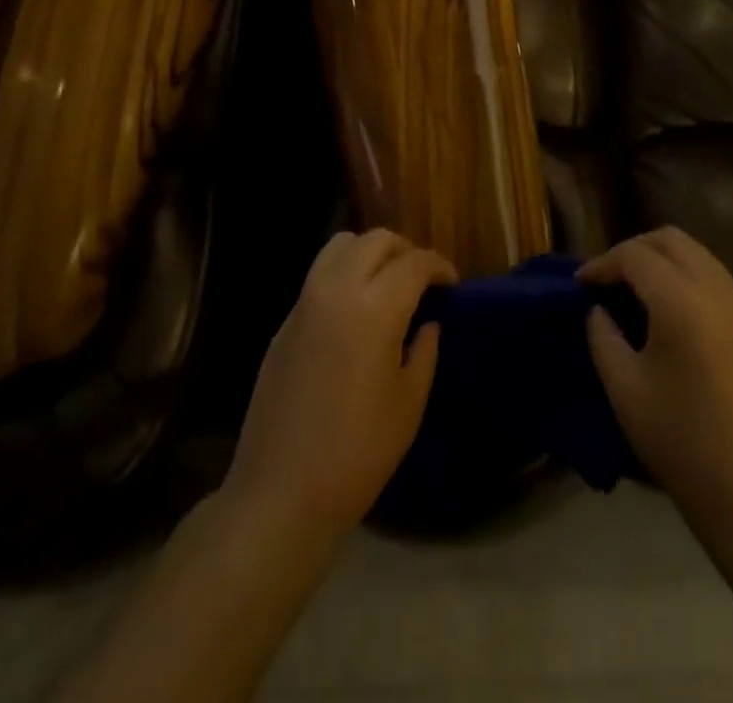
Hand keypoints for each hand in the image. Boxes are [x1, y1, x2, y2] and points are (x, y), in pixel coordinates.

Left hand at [223, 229, 455, 544]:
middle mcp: (337, 289)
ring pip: (340, 246)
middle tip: (420, 281)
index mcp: (375, 308)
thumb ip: (424, 351)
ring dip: (369, 252)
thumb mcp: (408, 403)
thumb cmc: (358, 452)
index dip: (439, 266)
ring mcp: (304, 302)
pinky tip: (353, 312)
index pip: (414, 262)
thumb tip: (427, 322)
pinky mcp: (284, 322)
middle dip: (404, 250)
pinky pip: (318, 275)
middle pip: (375, 240)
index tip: (451, 283)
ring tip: (385, 284)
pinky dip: (343, 274)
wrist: (281, 492)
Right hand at [581, 227, 732, 531]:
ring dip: (661, 259)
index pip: (635, 256)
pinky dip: (683, 275)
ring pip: (696, 253)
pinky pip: (712, 276)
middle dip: (633, 249)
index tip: (579, 285)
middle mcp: (717, 292)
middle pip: (671, 239)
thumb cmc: (678, 441)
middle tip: (606, 279)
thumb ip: (602, 335)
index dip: (602, 264)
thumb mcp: (623, 387)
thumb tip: (598, 309)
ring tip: (631, 290)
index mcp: (683, 303)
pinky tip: (663, 308)